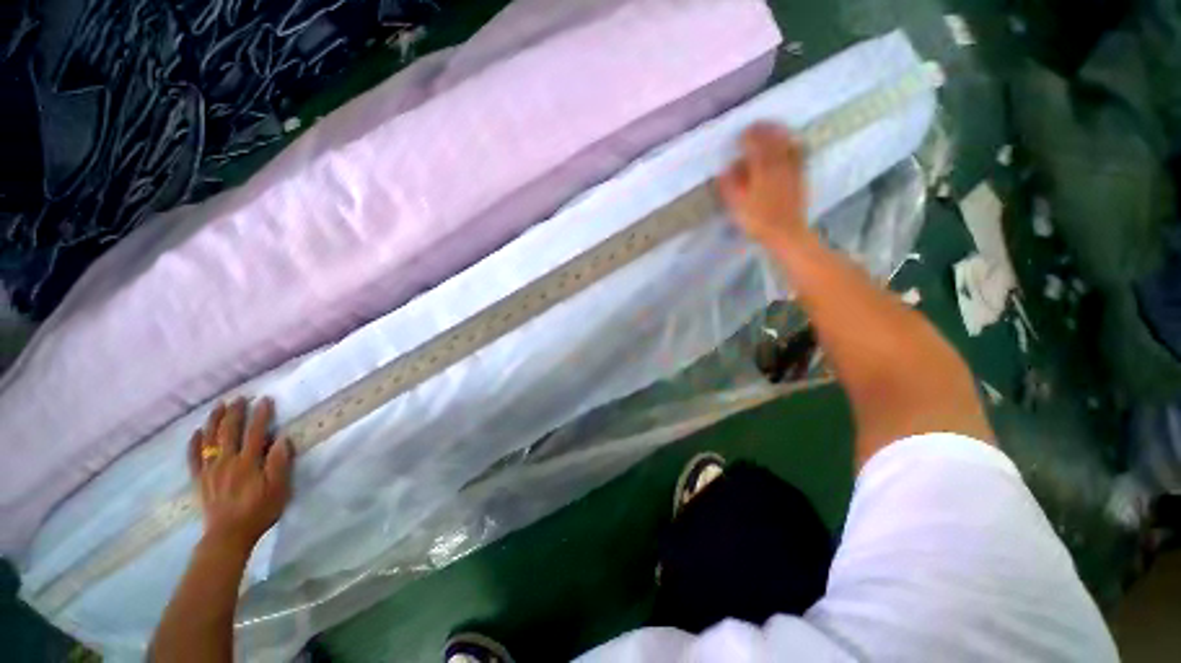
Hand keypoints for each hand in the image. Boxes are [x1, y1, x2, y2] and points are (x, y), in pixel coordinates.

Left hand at [188, 397, 293, 553]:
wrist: (228, 536)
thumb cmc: (259, 511)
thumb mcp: (279, 489)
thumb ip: (280, 463)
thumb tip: (282, 438)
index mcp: (248, 462)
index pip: (255, 432)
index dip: (261, 414)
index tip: (265, 399)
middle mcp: (227, 461)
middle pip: (229, 431)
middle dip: (235, 412)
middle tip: (240, 397)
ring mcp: (210, 469)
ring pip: (210, 439)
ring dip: (215, 420)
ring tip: (219, 406)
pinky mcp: (199, 479)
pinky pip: (193, 457)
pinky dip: (195, 442)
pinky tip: (197, 432)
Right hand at [717, 123, 808, 244]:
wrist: (785, 233)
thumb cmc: (758, 221)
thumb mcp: (737, 206)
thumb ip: (730, 186)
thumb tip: (725, 169)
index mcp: (762, 171)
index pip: (755, 146)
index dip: (747, 137)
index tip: (739, 135)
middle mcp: (779, 165)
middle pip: (772, 140)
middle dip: (763, 130)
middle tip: (754, 126)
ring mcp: (792, 169)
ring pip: (787, 143)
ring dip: (779, 133)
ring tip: (772, 128)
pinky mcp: (801, 176)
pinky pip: (799, 154)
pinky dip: (794, 144)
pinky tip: (791, 142)